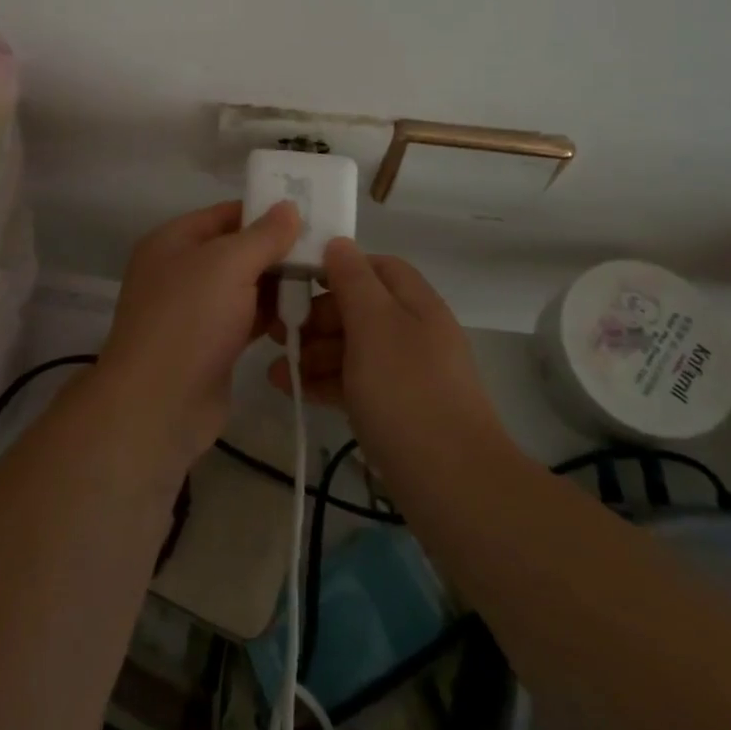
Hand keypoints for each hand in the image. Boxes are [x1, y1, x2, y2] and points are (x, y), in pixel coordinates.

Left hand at [96, 200, 302, 469]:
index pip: (225, 214)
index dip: (264, 211)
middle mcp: (181, 270)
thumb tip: (288, 207)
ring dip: (279, 284)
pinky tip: (305, 314)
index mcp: (173, 241)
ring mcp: (195, 310)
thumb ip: (263, 235)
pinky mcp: (211, 344)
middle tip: (326, 249)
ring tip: (324, 280)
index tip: (308, 212)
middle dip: (277, 250)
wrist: (158, 405)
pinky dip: (272, 315)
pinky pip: (246, 318)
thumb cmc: (190, 320)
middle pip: (237, 250)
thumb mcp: (228, 264)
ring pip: (244, 286)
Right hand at [269, 238, 504, 473]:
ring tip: (277, 370)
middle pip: (361, 308)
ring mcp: (408, 374)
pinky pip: (356, 382)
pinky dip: (326, 382)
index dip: (338, 268)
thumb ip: (353, 280)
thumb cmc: (407, 392)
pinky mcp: (398, 411)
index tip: (298, 281)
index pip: (377, 267)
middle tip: (280, 331)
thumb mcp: (374, 325)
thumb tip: (338, 243)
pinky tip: (294, 390)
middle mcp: (414, 332)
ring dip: (314, 353)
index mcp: (416, 303)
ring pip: (354, 348)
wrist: (454, 486)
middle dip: (317, 317)